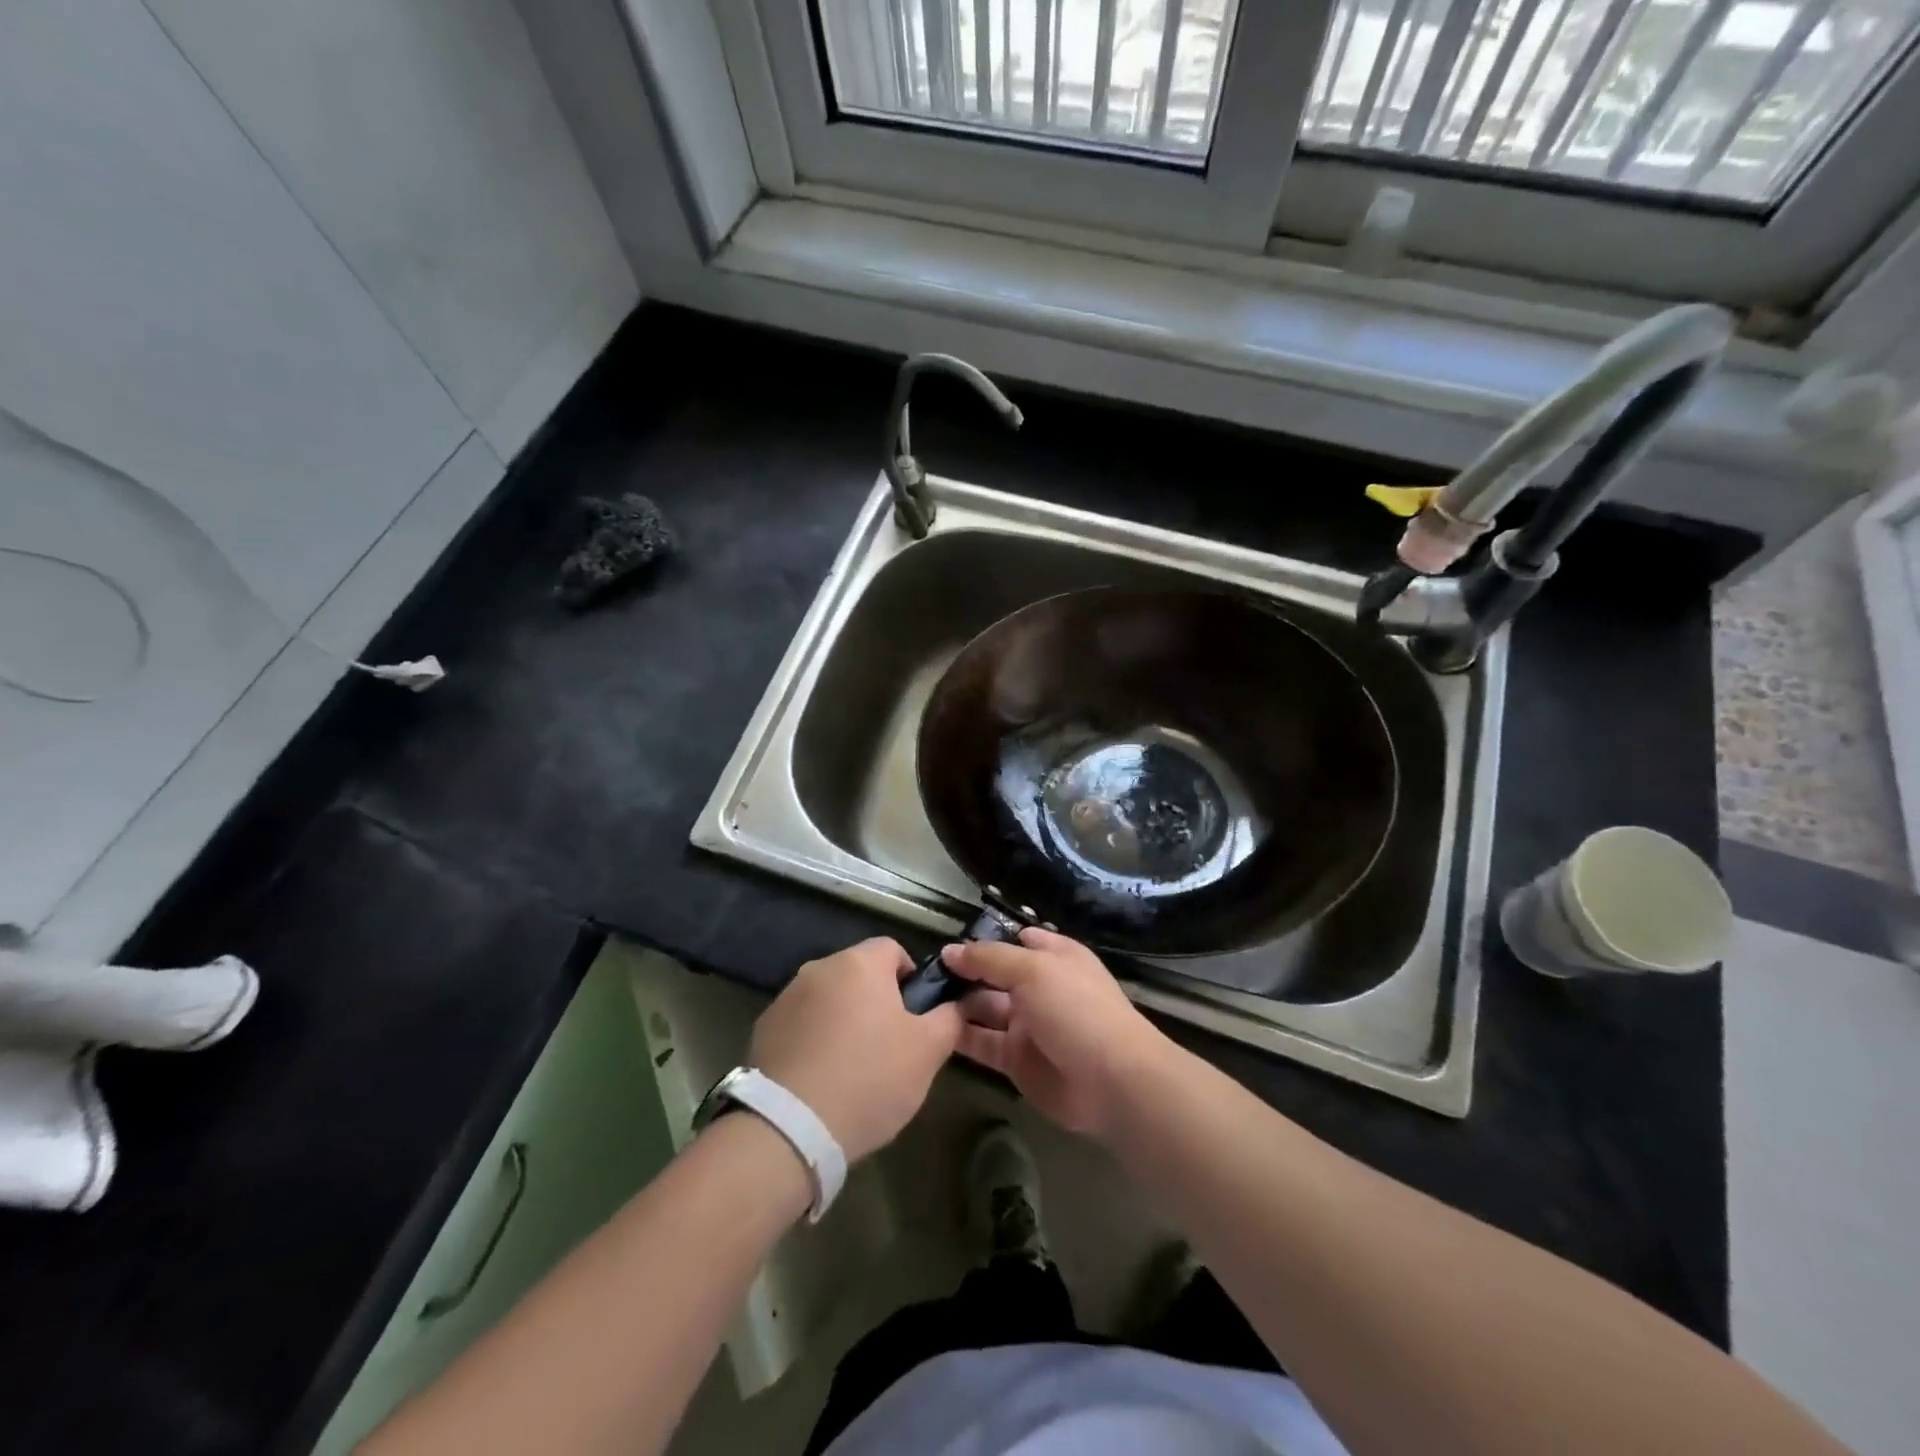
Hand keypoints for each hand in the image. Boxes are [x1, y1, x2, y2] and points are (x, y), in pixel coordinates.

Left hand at [750, 938, 961, 1163]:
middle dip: (876, 1001)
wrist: (790, 1128)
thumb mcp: (928, 1052)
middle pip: (859, 973)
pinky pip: (802, 1025)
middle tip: (891, 1046)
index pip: (893, 949)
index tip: (916, 1017)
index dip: (910, 978)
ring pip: (829, 999)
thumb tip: (957, 1004)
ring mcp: (786, 998)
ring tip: (853, 1068)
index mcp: (859, 963)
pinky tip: (821, 1079)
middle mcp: (819, 968)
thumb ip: (949, 1018)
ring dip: (844, 1020)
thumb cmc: (870, 1078)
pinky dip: (815, 1041)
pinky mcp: (764, 1030)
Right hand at [941, 928, 1173, 1140]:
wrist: (1111, 1081)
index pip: (1015, 940)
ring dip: (956, 1003)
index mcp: (1054, 957)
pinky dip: (959, 1036)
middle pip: (995, 975)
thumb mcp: (1032, 969)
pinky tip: (930, 1028)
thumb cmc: (1076, 1009)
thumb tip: (950, 950)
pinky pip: (982, 1043)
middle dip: (963, 972)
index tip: (947, 942)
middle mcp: (1039, 987)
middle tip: (919, 973)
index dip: (985, 940)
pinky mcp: (1017, 1060)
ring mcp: (1028, 1025)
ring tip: (916, 999)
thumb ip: (988, 958)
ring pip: (984, 1008)